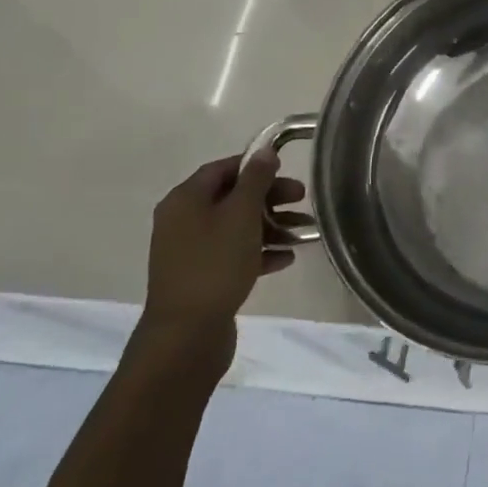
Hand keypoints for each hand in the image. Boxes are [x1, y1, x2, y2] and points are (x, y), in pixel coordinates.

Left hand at [137, 150, 309, 374]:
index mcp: (185, 200)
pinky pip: (234, 254)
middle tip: (303, 199)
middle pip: (232, 198)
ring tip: (304, 232)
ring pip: (236, 228)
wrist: (186, 335)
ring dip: (271, 226)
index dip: (254, 165)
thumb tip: (264, 151)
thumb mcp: (241, 215)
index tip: (286, 169)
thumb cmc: (215, 264)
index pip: (222, 169)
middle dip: (270, 197)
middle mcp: (183, 222)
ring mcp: (191, 252)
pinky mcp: (202, 278)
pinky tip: (287, 258)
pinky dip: (260, 252)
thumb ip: (255, 180)